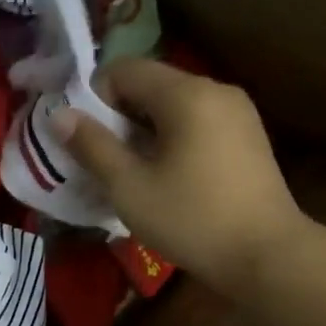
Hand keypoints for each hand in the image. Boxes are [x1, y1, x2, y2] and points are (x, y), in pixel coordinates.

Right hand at [53, 58, 314, 290]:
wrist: (266, 256)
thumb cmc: (191, 219)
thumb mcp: (129, 187)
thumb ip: (92, 146)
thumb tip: (59, 115)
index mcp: (186, 94)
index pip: (125, 70)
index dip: (94, 97)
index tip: (83, 138)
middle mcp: (215, 90)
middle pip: (151, 86)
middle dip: (118, 116)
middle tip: (100, 159)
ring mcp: (237, 113)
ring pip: (173, 107)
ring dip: (143, 131)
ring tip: (130, 173)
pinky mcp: (247, 138)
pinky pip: (196, 123)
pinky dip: (171, 140)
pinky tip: (165, 178)